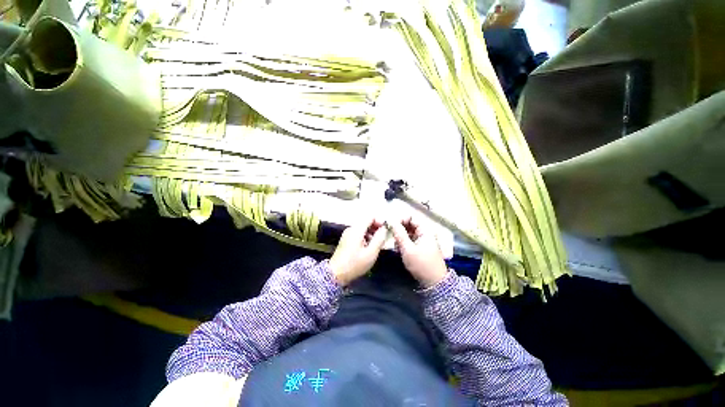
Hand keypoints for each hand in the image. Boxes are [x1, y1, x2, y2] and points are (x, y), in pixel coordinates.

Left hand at [329, 218, 387, 285]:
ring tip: (378, 244)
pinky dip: (365, 237)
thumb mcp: (371, 252)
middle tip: (384, 238)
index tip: (386, 230)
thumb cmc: (355, 264)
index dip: (379, 221)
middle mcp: (351, 229)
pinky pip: (358, 234)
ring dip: (371, 233)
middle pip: (366, 222)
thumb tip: (384, 228)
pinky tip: (369, 247)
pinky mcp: (346, 240)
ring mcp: (347, 234)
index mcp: (357, 229)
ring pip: (362, 228)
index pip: (370, 217)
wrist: (336, 274)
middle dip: (376, 228)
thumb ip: (379, 238)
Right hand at [389, 217, 447, 287]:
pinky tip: (398, 248)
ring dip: (400, 236)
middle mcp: (425, 233)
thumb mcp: (408, 249)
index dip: (400, 219)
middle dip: (399, 229)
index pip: (411, 217)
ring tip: (394, 244)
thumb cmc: (421, 264)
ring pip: (408, 233)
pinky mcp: (420, 247)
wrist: (434, 282)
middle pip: (409, 225)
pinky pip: (410, 240)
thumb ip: (399, 234)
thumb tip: (391, 221)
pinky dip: (403, 242)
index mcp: (425, 230)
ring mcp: (423, 240)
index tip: (390, 225)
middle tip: (390, 235)